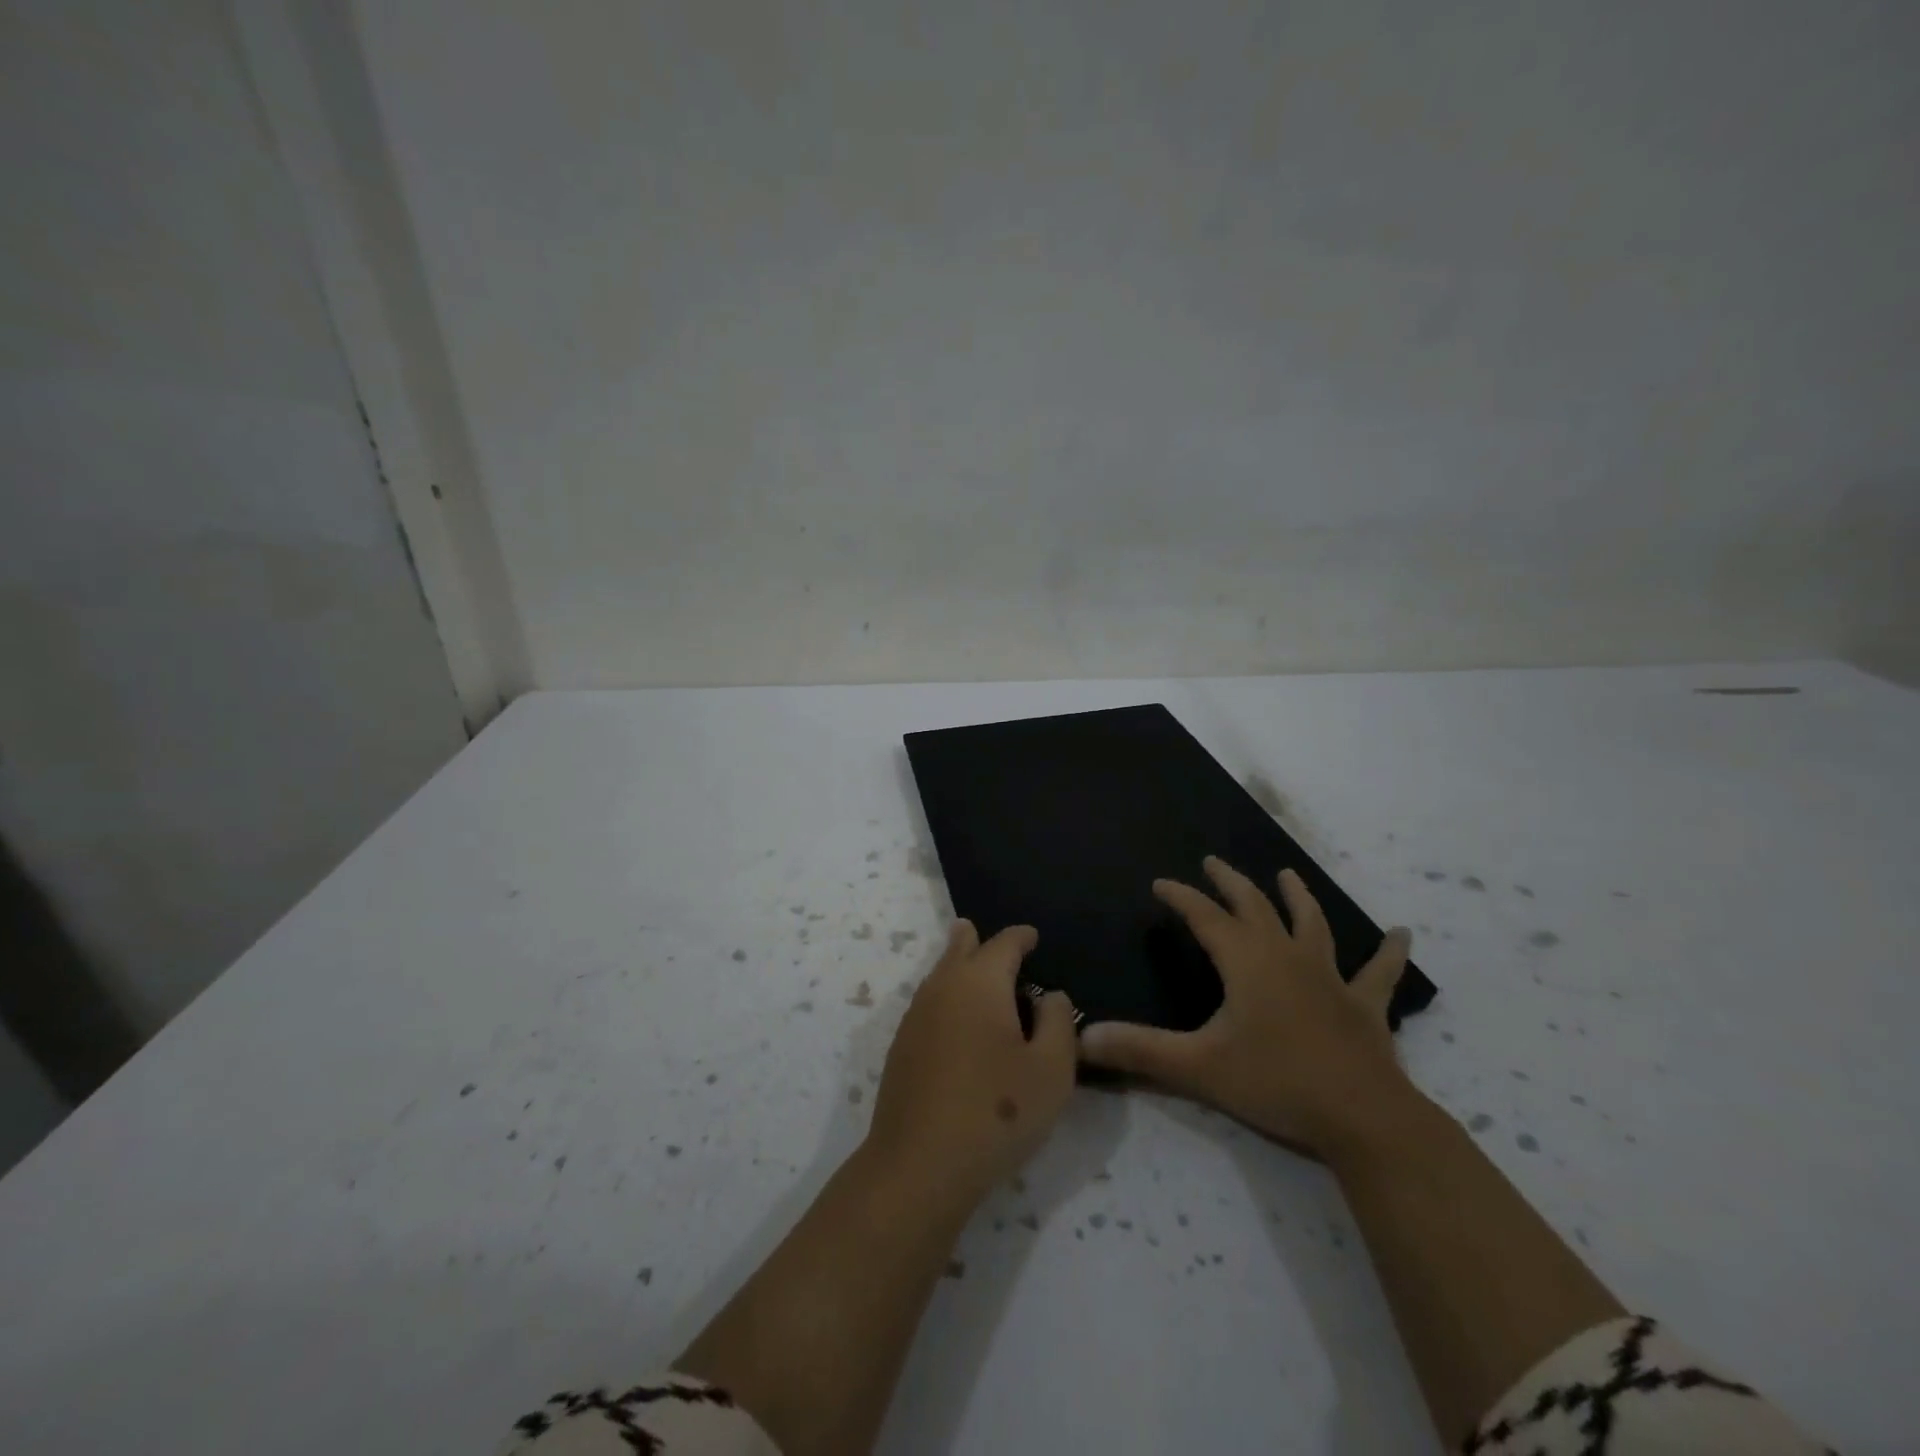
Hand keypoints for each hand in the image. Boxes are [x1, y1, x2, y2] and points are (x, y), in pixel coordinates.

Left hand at [866, 921, 1077, 1205]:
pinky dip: (945, 996)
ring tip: (969, 964)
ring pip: (939, 975)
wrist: (919, 1164)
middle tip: (986, 936)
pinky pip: (929, 1003)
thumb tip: (1049, 995)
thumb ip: (1058, 1022)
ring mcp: (916, 1016)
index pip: (1003, 944)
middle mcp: (943, 987)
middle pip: (960, 949)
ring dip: (957, 965)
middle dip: (976, 940)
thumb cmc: (997, 1111)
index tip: (1033, 936)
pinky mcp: (901, 1047)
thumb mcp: (1052, 1069)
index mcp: (980, 981)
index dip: (1021, 937)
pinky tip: (954, 1019)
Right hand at [1079, 856, 1416, 1160]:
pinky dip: (1389, 953)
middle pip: (1254, 906)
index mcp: (1246, 962)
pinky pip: (1378, 973)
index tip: (1160, 884)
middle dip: (1229, 882)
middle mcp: (1286, 956)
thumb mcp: (1198, 1066)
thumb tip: (1083, 1038)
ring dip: (1297, 898)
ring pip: (1312, 925)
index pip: (1205, 917)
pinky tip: (1402, 934)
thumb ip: (1140, 1050)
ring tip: (1288, 875)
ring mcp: (1329, 977)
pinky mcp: (1364, 1005)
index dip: (1180, 897)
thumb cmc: (1276, 1083)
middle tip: (1212, 862)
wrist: (1362, 1118)